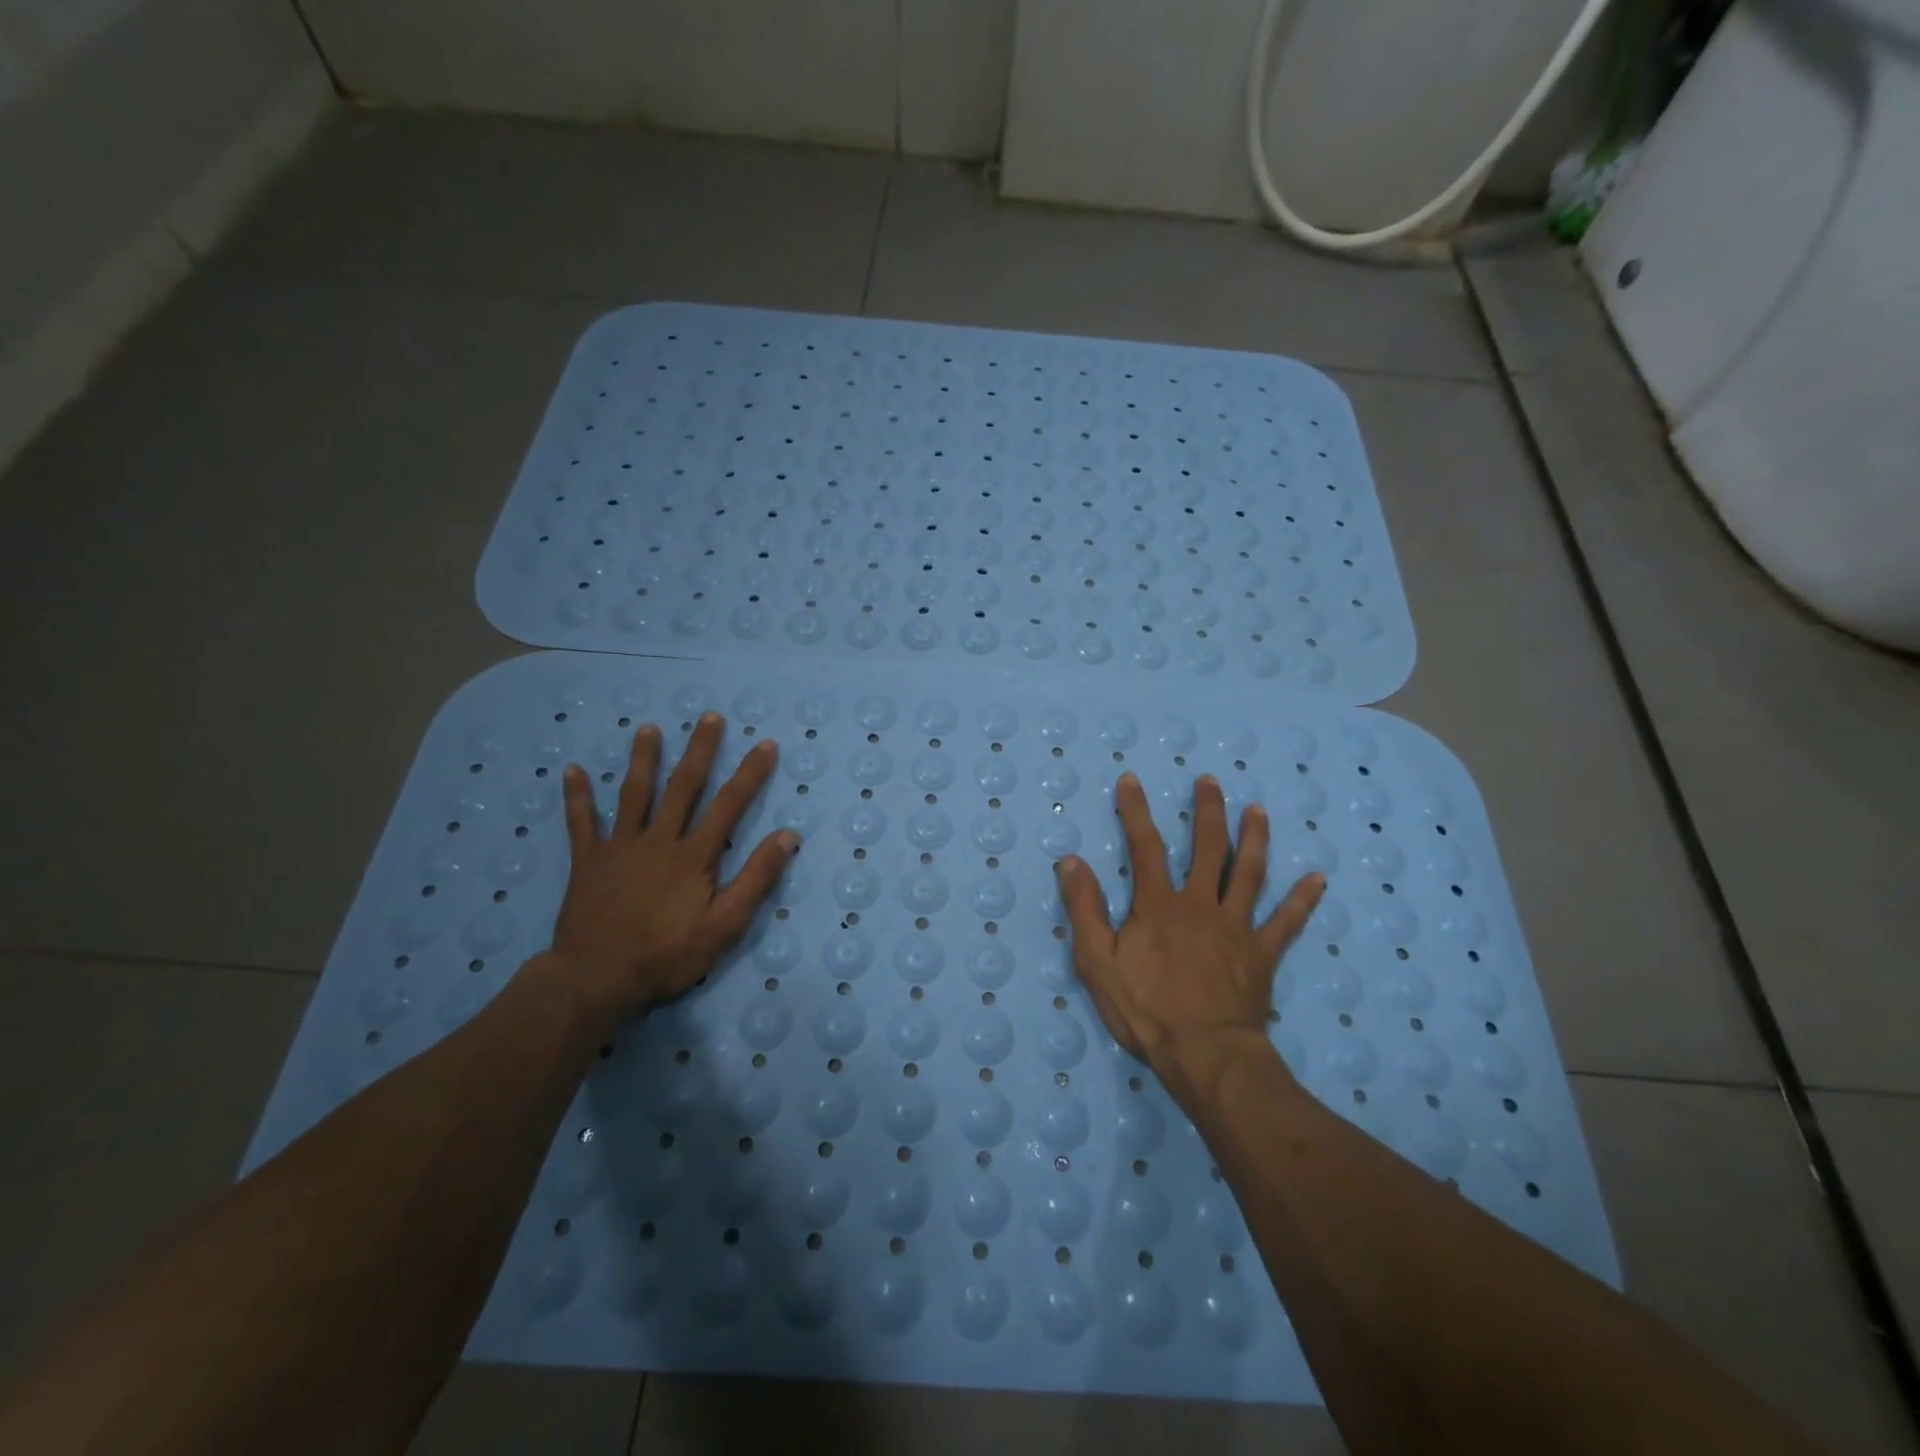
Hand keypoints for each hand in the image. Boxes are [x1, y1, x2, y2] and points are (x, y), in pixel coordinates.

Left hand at [549, 713, 796, 1021]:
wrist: (596, 979)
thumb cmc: (667, 955)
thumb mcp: (725, 925)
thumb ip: (756, 879)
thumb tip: (788, 836)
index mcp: (694, 855)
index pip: (729, 805)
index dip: (750, 774)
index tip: (765, 744)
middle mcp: (658, 840)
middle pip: (682, 787)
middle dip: (700, 750)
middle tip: (709, 717)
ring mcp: (619, 848)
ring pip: (633, 794)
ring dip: (643, 759)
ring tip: (648, 728)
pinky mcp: (588, 862)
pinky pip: (580, 823)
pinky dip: (577, 797)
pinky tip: (572, 770)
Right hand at [1056, 772, 1323, 1107]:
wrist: (1205, 1054)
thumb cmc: (1146, 1010)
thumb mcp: (1097, 962)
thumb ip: (1084, 909)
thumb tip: (1071, 861)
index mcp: (1159, 905)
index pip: (1145, 847)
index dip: (1136, 811)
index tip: (1132, 780)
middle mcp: (1200, 904)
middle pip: (1207, 849)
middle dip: (1207, 812)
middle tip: (1210, 782)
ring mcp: (1236, 927)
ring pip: (1249, 873)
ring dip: (1254, 839)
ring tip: (1258, 811)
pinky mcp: (1262, 954)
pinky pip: (1286, 922)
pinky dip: (1302, 901)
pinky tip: (1318, 879)